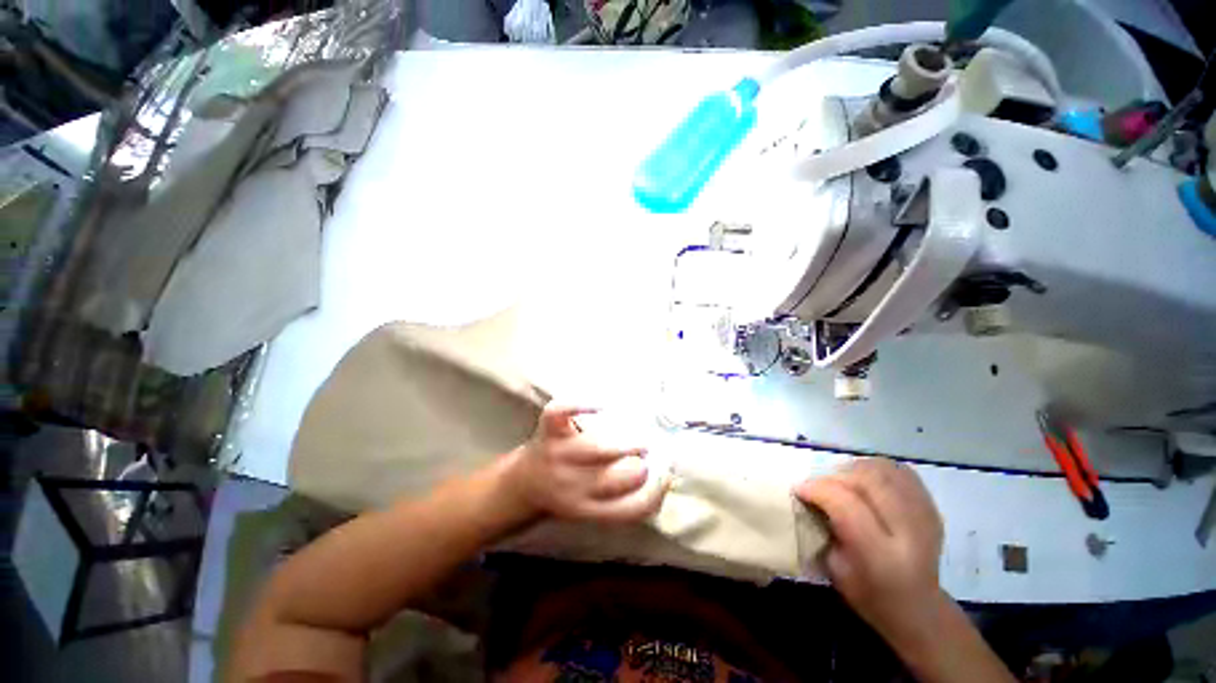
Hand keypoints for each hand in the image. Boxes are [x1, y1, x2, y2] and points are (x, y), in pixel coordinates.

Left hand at [502, 405, 669, 523]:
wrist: (523, 483)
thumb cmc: (567, 493)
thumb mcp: (593, 508)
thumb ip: (624, 500)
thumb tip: (665, 476)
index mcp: (588, 509)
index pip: (630, 510)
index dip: (655, 492)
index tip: (666, 475)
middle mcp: (573, 486)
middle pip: (618, 479)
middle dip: (640, 467)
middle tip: (648, 453)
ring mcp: (559, 455)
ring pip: (598, 448)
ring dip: (627, 443)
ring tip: (640, 439)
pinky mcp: (548, 430)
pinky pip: (561, 412)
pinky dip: (581, 403)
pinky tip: (602, 404)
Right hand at [794, 459, 945, 644]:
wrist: (918, 608)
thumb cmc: (868, 594)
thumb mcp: (835, 569)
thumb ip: (823, 527)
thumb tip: (807, 496)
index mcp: (881, 557)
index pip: (846, 505)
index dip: (818, 489)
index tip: (799, 489)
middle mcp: (909, 533)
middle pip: (867, 480)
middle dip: (834, 476)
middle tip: (819, 486)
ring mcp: (925, 517)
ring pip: (883, 470)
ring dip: (854, 469)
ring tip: (841, 482)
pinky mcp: (932, 507)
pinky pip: (900, 472)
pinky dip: (875, 469)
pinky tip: (864, 482)